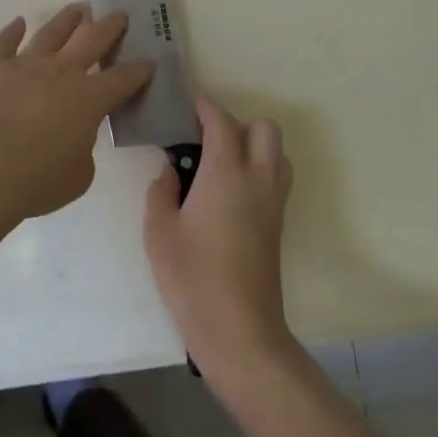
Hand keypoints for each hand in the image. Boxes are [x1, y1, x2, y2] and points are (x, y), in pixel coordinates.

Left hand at [0, 5, 155, 220]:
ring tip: (79, 8)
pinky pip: (4, 42)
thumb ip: (83, 150)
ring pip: (51, 32)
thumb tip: (76, 137)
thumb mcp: (78, 176)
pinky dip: (12, 31)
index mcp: (89, 99)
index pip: (122, 79)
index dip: (139, 70)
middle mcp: (61, 72)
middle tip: (119, 14)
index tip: (149, 61)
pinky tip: (19, 22)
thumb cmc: (36, 179)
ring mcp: (25, 64)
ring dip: (68, 19)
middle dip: (110, 27)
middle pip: (92, 41)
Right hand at [144, 96, 294, 376]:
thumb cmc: (193, 279)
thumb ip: (161, 191)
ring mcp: (273, 203)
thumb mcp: (159, 232)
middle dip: (236, 122)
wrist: (240, 333)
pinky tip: (228, 192)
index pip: (221, 121)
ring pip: (277, 152)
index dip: (204, 105)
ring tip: (219, 163)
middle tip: (203, 138)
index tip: (185, 103)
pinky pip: (276, 178)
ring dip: (253, 145)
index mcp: (226, 173)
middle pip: (264, 128)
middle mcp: (257, 179)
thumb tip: (170, 171)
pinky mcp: (278, 225)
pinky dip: (259, 169)